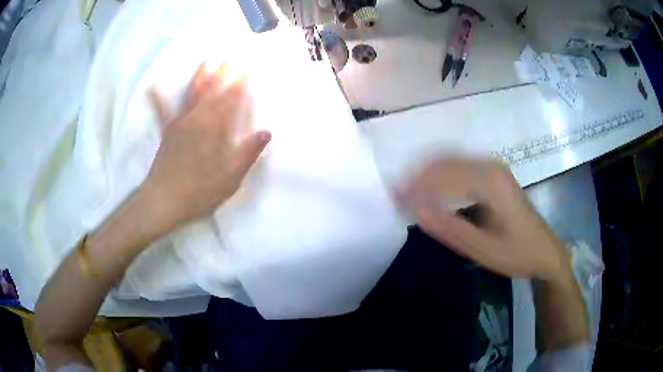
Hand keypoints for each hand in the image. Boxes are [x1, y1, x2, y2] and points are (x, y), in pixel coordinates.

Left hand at [141, 62, 270, 233]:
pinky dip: (157, 98)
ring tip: (206, 60)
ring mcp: (180, 123)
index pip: (232, 100)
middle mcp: (198, 120)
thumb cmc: (200, 191)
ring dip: (200, 76)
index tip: (249, 68)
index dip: (241, 83)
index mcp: (216, 130)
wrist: (164, 200)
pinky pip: (162, 111)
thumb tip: (267, 132)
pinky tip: (152, 86)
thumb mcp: (231, 178)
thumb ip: (248, 153)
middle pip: (213, 91)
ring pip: (192, 94)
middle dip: (223, 72)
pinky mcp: (167, 131)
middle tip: (231, 56)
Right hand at [403, 157, 569, 282]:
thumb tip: (418, 213)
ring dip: (427, 172)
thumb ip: (452, 230)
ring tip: (407, 192)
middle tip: (396, 195)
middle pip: (445, 160)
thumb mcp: (484, 250)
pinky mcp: (494, 173)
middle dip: (417, 175)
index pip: (444, 174)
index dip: (417, 185)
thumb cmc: (518, 254)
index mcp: (491, 183)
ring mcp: (494, 167)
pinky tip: (431, 188)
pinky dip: (440, 174)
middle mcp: (491, 166)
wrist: (546, 251)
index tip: (396, 201)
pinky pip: (460, 165)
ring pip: (451, 159)